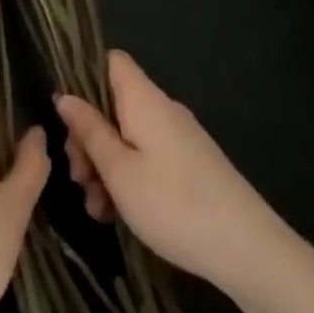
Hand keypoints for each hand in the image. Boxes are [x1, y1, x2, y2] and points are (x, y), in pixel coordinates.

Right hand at [54, 51, 288, 298]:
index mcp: (144, 101)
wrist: (248, 250)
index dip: (84, 77)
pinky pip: (146, 158)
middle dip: (88, 138)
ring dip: (104, 166)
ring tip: (97, 209)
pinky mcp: (188, 165)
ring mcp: (178, 139)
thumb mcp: (118, 170)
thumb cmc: (173, 204)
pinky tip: (116, 214)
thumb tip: (65, 96)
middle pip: (112, 105)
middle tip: (78, 178)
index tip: (65, 116)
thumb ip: (89, 131)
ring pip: (126, 137)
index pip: (112, 62)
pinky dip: (127, 178)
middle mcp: (162, 111)